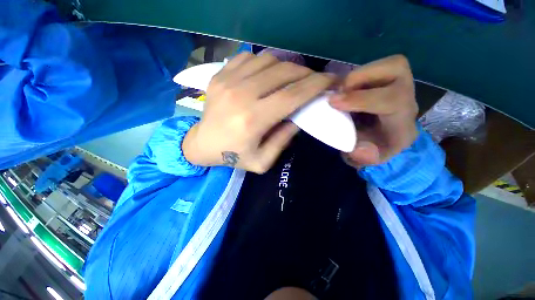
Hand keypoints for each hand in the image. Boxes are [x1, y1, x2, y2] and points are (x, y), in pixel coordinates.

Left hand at [183, 53, 334, 172]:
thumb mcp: (263, 160)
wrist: (203, 144)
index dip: (316, 85)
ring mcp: (227, 81)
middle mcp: (241, 95)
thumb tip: (300, 117)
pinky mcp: (219, 75)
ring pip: (268, 60)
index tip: (331, 80)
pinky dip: (265, 63)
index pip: (292, 95)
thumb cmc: (234, 156)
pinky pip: (249, 58)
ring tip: (292, 78)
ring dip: (287, 67)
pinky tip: (268, 75)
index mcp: (253, 120)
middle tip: (313, 80)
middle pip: (283, 72)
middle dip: (305, 73)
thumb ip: (284, 139)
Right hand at [329, 55, 418, 166]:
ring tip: (340, 92)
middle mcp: (406, 96)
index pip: (392, 100)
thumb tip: (358, 148)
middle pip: (397, 68)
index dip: (360, 98)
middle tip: (337, 94)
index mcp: (403, 120)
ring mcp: (398, 83)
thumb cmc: (374, 148)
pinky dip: (355, 76)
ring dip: (356, 76)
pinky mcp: (387, 77)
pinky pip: (374, 67)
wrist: (380, 138)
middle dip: (360, 78)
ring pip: (385, 63)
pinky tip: (344, 90)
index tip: (333, 102)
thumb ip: (364, 158)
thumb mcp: (368, 159)